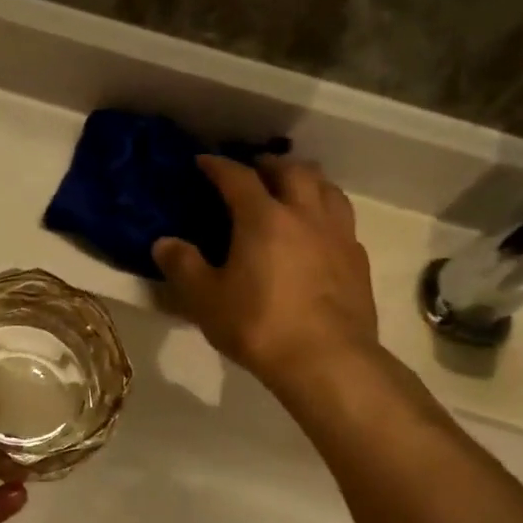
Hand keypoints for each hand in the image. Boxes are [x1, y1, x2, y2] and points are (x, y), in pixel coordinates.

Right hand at [152, 155, 377, 389]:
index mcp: (264, 218)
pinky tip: (317, 231)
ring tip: (292, 189)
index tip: (204, 161)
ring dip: (305, 180)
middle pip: (292, 170)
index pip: (238, 177)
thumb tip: (163, 243)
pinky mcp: (358, 259)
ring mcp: (337, 234)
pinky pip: (342, 219)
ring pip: (327, 188)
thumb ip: (183, 266)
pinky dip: (325, 212)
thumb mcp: (205, 299)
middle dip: (269, 164)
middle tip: (254, 170)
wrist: (327, 360)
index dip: (218, 166)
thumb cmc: (258, 325)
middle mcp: (304, 215)